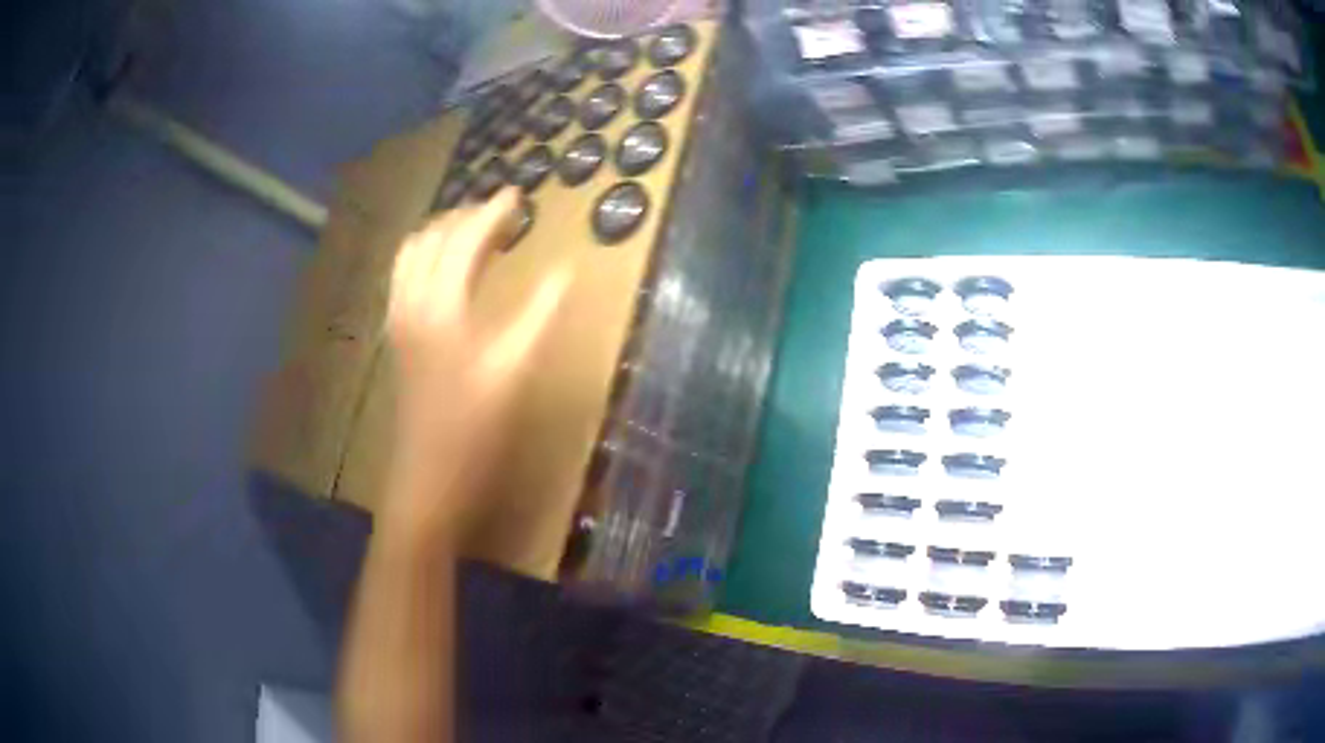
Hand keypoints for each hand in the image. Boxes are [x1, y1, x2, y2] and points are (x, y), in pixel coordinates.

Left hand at [382, 187, 569, 544]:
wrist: (429, 478)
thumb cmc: (475, 429)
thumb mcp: (515, 368)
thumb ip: (539, 313)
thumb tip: (565, 270)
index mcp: (442, 305)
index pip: (466, 240)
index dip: (493, 213)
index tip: (518, 194)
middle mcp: (413, 303)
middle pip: (432, 239)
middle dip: (465, 216)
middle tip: (501, 212)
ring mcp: (400, 320)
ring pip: (411, 255)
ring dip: (441, 234)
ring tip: (473, 232)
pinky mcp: (399, 338)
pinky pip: (404, 277)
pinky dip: (425, 257)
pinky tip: (445, 271)